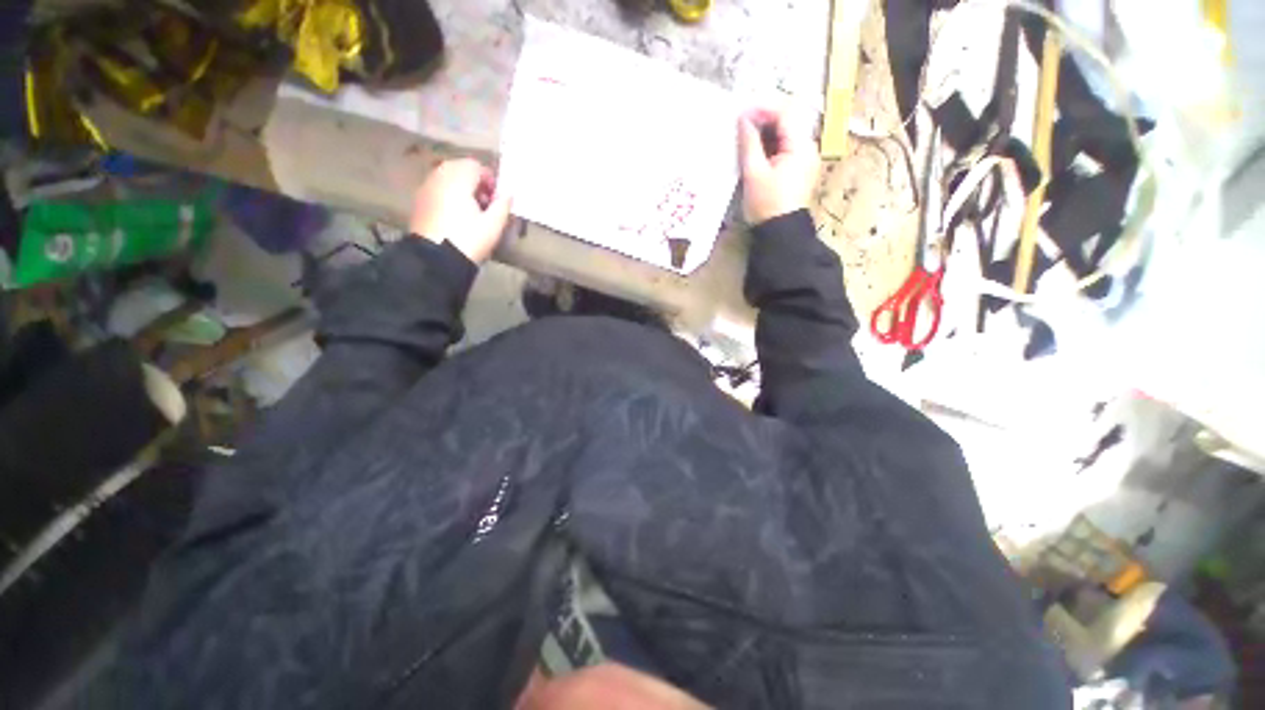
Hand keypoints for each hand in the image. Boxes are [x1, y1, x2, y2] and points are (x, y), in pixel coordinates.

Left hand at [409, 159, 512, 262]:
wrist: (436, 259)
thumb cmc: (469, 240)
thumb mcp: (493, 225)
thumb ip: (503, 205)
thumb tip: (507, 194)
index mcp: (458, 179)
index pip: (476, 166)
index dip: (490, 180)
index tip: (497, 200)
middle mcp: (439, 177)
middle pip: (459, 168)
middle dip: (475, 182)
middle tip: (486, 204)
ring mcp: (426, 188)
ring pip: (447, 178)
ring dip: (462, 188)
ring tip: (472, 211)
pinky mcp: (419, 201)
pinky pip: (438, 189)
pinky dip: (449, 195)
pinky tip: (457, 216)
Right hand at [737, 106, 819, 223]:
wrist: (779, 234)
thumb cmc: (766, 205)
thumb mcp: (754, 173)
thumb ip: (749, 143)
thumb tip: (743, 119)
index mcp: (801, 146)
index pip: (786, 112)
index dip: (763, 108)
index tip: (741, 113)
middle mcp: (808, 148)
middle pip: (788, 120)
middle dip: (764, 117)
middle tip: (741, 123)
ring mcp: (804, 159)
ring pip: (786, 133)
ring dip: (766, 131)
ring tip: (744, 135)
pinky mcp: (798, 169)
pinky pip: (785, 147)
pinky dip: (770, 144)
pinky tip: (755, 149)